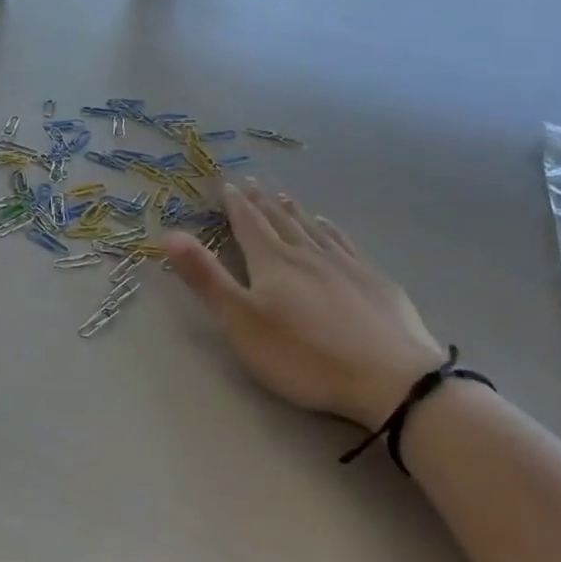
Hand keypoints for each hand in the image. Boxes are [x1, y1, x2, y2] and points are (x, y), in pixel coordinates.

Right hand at [164, 180, 444, 425]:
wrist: (390, 378)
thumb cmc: (303, 355)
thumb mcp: (241, 321)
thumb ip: (206, 279)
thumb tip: (170, 234)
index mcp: (273, 263)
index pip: (249, 225)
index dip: (235, 205)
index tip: (227, 185)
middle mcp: (308, 254)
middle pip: (280, 222)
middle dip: (262, 203)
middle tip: (252, 183)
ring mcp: (346, 265)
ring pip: (314, 230)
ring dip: (296, 212)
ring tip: (286, 197)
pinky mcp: (376, 282)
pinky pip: (346, 245)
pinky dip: (332, 231)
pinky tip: (331, 227)